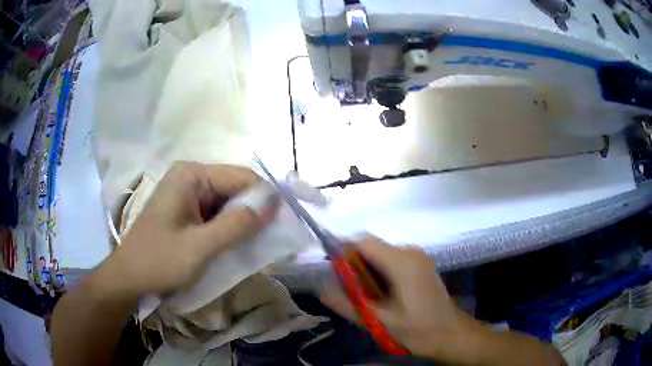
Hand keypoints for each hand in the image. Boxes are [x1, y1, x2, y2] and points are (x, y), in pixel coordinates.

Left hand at [110, 162, 273, 295]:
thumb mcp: (201, 248)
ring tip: (251, 244)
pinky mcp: (186, 208)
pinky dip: (228, 227)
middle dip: (252, 211)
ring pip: (227, 201)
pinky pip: (216, 212)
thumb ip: (237, 225)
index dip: (264, 199)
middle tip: (267, 239)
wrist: (129, 277)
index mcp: (191, 175)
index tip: (280, 225)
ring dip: (241, 221)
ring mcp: (187, 192)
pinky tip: (233, 243)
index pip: (241, 177)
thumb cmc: (159, 261)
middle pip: (234, 187)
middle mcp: (190, 176)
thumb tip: (273, 205)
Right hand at [321, 237, 474, 361]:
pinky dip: (380, 272)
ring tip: (366, 297)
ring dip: (368, 270)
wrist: (451, 334)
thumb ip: (349, 305)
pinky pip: (392, 260)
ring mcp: (418, 257)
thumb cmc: (418, 329)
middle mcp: (410, 252)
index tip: (335, 274)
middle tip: (351, 292)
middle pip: (372, 246)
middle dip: (356, 265)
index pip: (363, 242)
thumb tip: (321, 292)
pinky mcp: (420, 264)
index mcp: (401, 262)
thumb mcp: (380, 322)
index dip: (344, 252)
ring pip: (381, 253)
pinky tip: (382, 294)